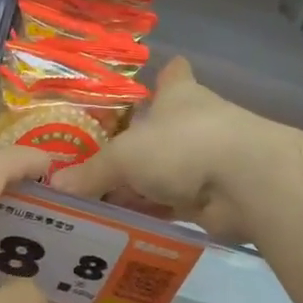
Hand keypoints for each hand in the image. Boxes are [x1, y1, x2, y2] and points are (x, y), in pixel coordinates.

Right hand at [51, 58, 270, 240]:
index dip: (162, 77)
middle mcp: (195, 124)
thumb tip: (56, 186)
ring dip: (140, 187)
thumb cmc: (182, 145)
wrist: (246, 184)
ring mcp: (208, 161)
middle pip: (162, 131)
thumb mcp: (125, 156)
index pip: (173, 75)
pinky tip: (122, 226)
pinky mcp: (214, 198)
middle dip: (135, 146)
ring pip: (166, 172)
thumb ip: (92, 172)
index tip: (152, 80)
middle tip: (94, 162)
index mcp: (179, 96)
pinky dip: (153, 214)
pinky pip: (173, 205)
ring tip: (97, 202)